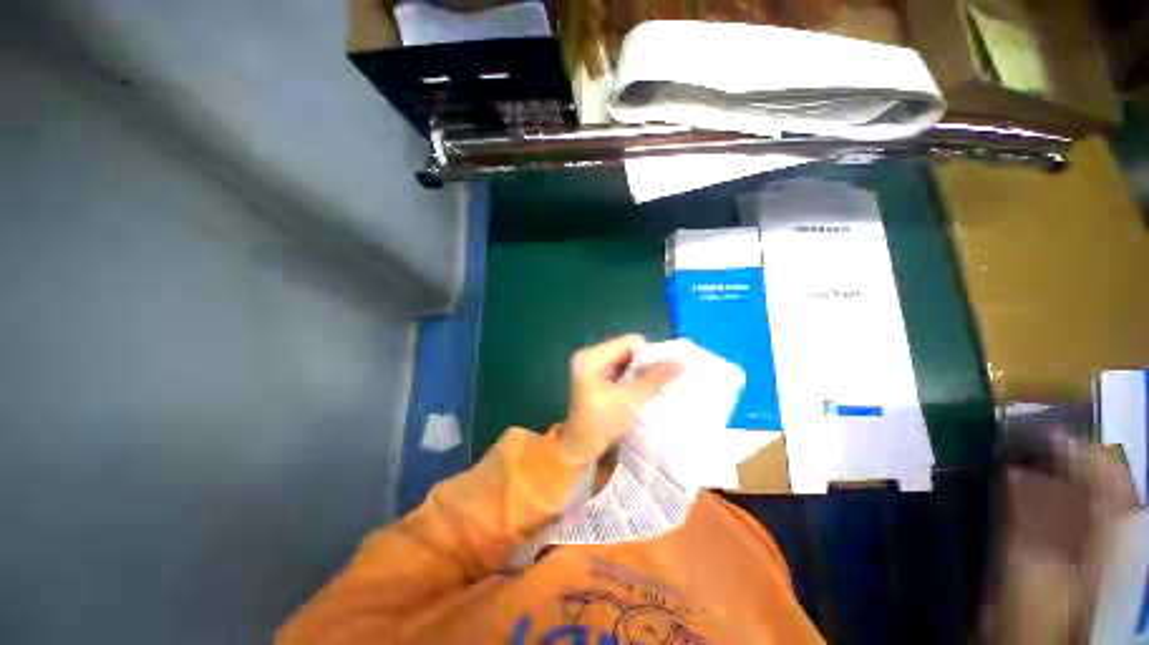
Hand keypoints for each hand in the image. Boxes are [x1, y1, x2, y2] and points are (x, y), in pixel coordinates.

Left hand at [556, 335, 683, 466]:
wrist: (580, 449)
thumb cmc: (600, 424)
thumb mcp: (630, 400)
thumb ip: (655, 379)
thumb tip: (682, 361)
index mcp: (591, 356)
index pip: (628, 342)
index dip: (648, 355)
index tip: (662, 373)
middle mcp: (589, 356)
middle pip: (627, 350)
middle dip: (645, 364)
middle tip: (660, 380)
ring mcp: (592, 366)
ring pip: (626, 360)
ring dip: (640, 372)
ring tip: (654, 386)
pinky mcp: (596, 377)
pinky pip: (620, 369)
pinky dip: (633, 378)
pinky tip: (642, 389)